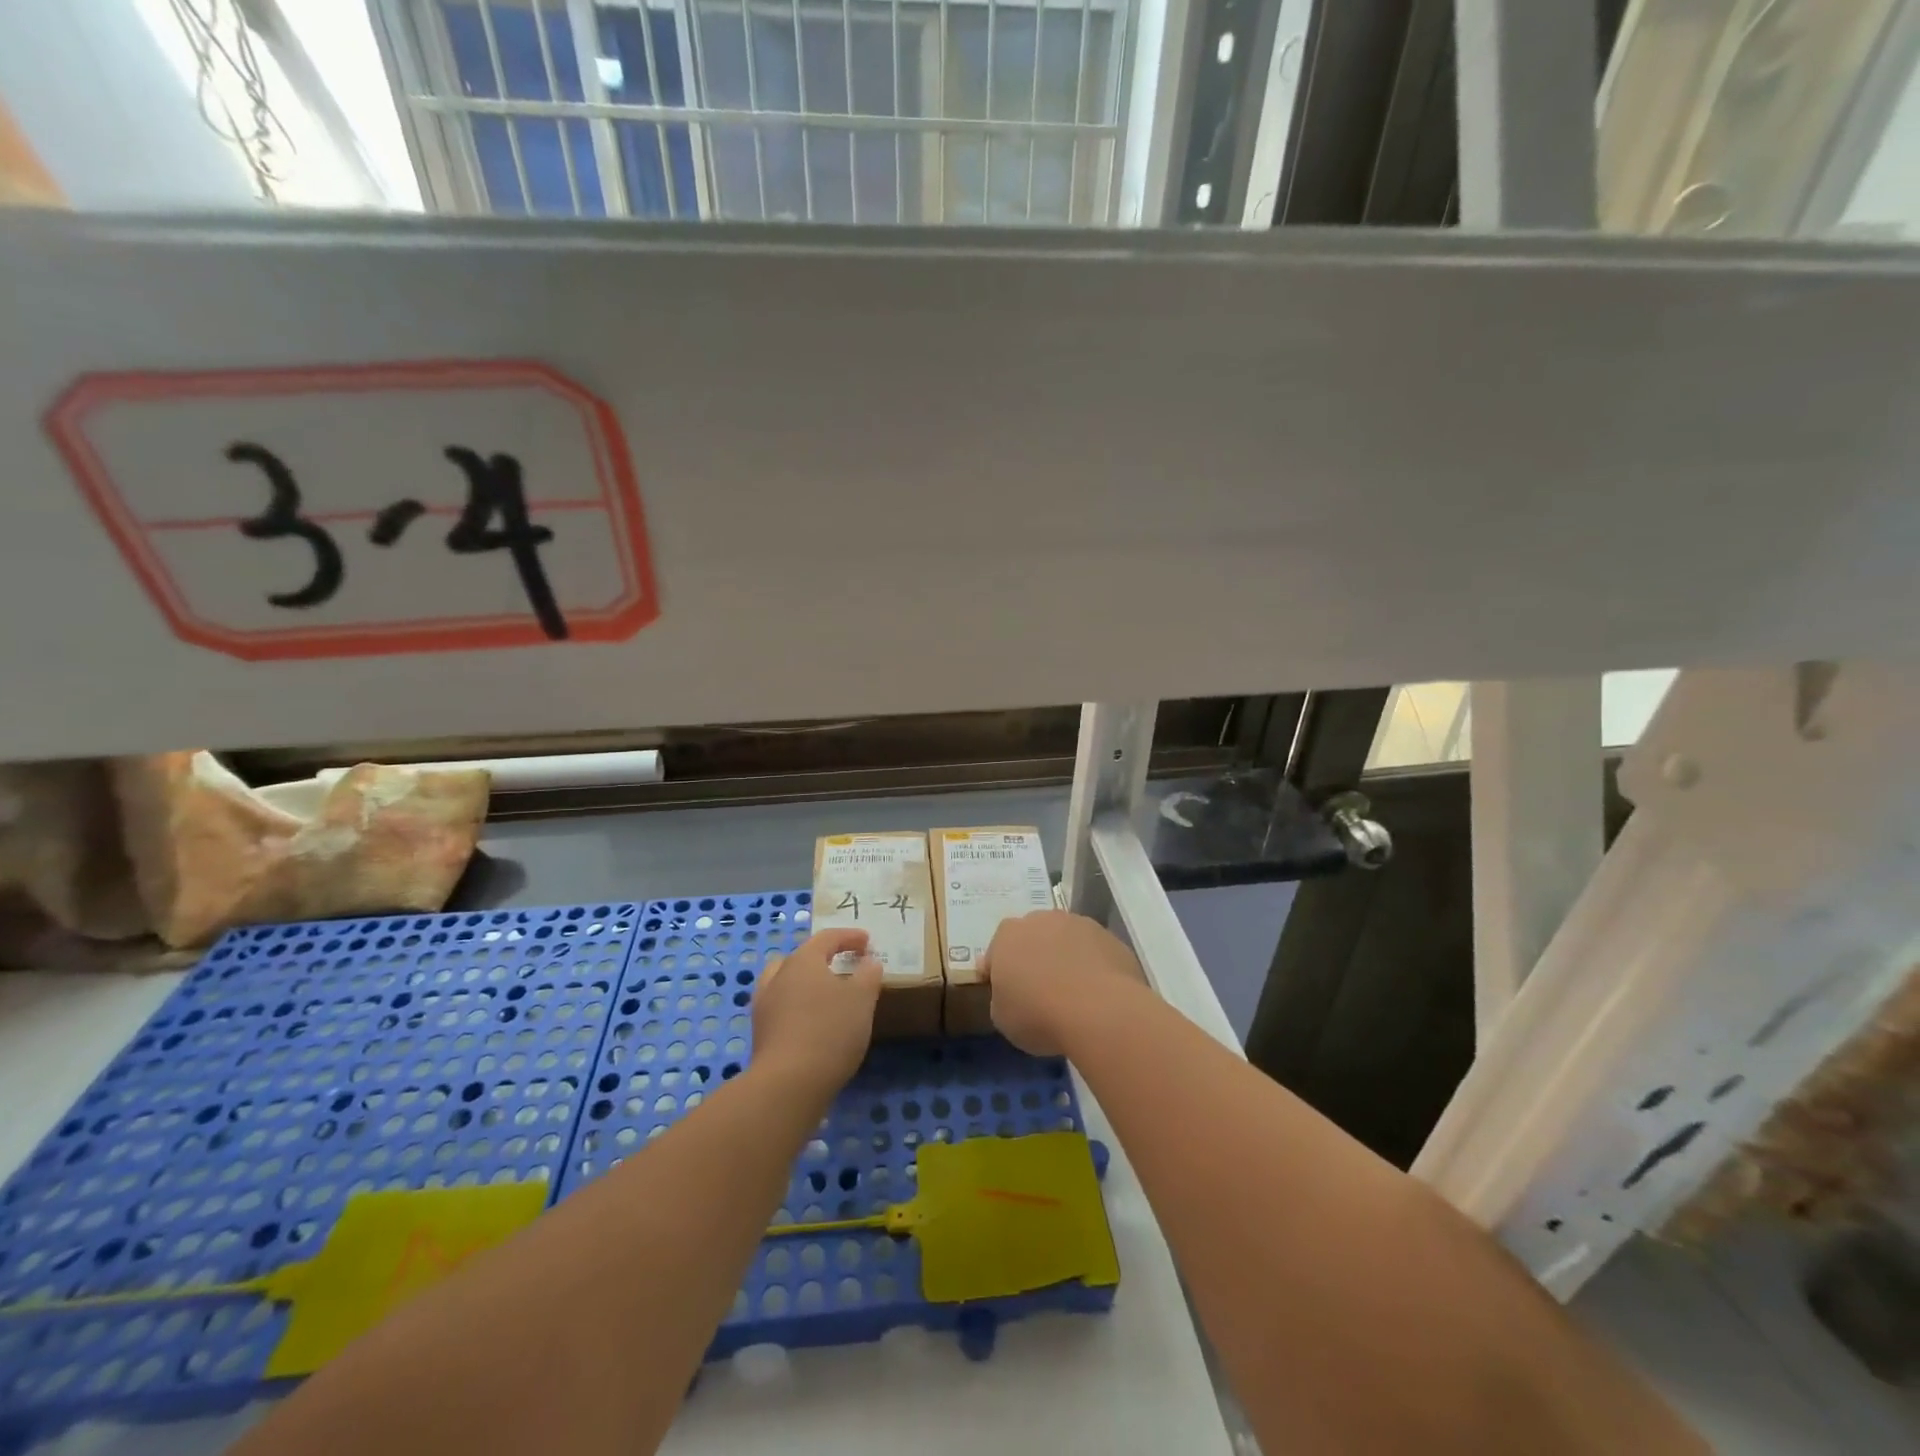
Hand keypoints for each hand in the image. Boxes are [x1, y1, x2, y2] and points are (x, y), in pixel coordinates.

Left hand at [751, 928, 882, 1091]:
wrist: (788, 1084)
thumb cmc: (830, 1030)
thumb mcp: (862, 998)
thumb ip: (868, 975)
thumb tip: (869, 962)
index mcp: (803, 961)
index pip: (827, 938)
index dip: (849, 937)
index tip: (867, 942)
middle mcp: (779, 976)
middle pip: (801, 957)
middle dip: (823, 958)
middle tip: (844, 966)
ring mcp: (764, 1006)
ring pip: (785, 982)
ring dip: (805, 982)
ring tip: (825, 994)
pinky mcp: (760, 1034)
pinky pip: (781, 1008)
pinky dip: (797, 1007)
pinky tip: (812, 1022)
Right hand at [983, 910, 1143, 1056]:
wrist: (1099, 1011)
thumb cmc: (1039, 1014)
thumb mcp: (1002, 1018)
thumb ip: (1001, 998)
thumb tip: (1012, 994)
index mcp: (1007, 935)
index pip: (996, 952)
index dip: (1001, 975)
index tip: (1008, 997)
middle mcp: (1042, 919)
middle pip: (1033, 938)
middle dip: (1034, 960)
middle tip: (1040, 994)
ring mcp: (1079, 924)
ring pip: (1066, 941)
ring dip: (1066, 960)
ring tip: (1074, 996)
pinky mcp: (1110, 937)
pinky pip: (1095, 952)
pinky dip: (1093, 968)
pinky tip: (1098, 995)